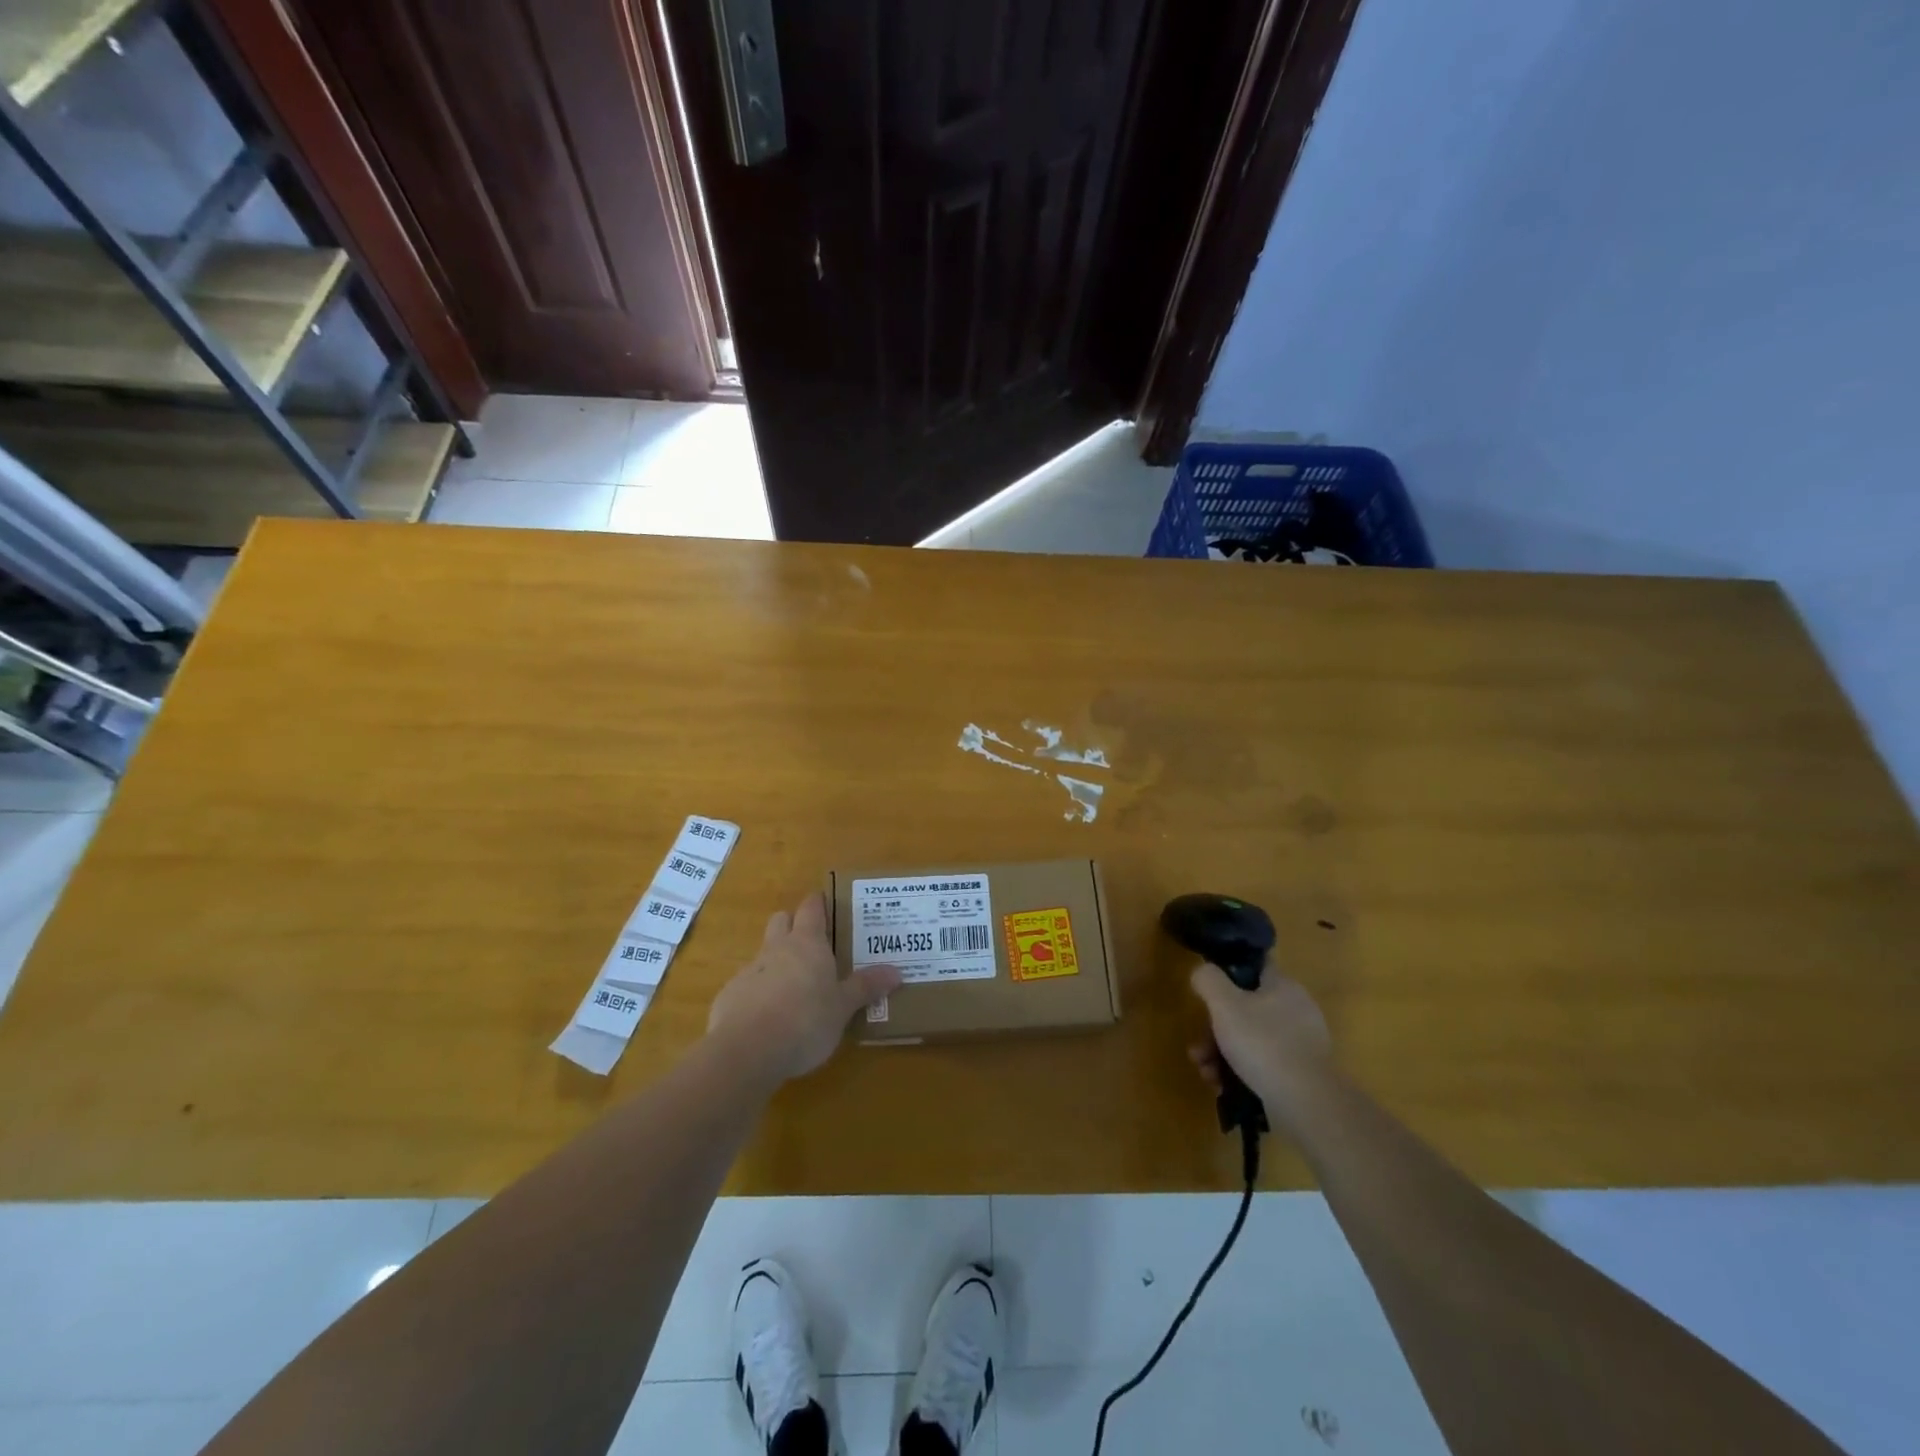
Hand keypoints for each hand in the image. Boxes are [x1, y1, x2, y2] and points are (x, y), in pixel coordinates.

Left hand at [707, 892, 899, 1083]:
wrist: (746, 1050)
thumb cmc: (806, 1020)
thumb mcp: (843, 1007)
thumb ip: (866, 988)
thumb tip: (897, 972)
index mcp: (808, 943)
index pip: (812, 908)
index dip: (819, 904)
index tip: (827, 904)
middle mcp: (777, 948)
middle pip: (782, 921)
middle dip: (793, 925)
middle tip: (813, 944)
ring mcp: (749, 971)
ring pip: (764, 953)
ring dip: (776, 962)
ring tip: (795, 989)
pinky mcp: (729, 997)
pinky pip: (748, 985)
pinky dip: (759, 993)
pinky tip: (769, 1020)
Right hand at [1187, 960, 1333, 1120]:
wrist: (1306, 1103)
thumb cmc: (1262, 1043)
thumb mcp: (1224, 1004)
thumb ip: (1208, 980)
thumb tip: (1202, 972)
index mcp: (1283, 986)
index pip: (1254, 967)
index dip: (1228, 974)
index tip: (1207, 991)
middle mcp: (1296, 1010)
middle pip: (1245, 1009)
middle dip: (1215, 1029)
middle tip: (1198, 1048)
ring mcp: (1301, 1043)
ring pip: (1251, 1039)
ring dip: (1222, 1053)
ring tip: (1206, 1072)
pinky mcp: (1301, 1073)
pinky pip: (1263, 1063)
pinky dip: (1240, 1071)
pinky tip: (1222, 1086)